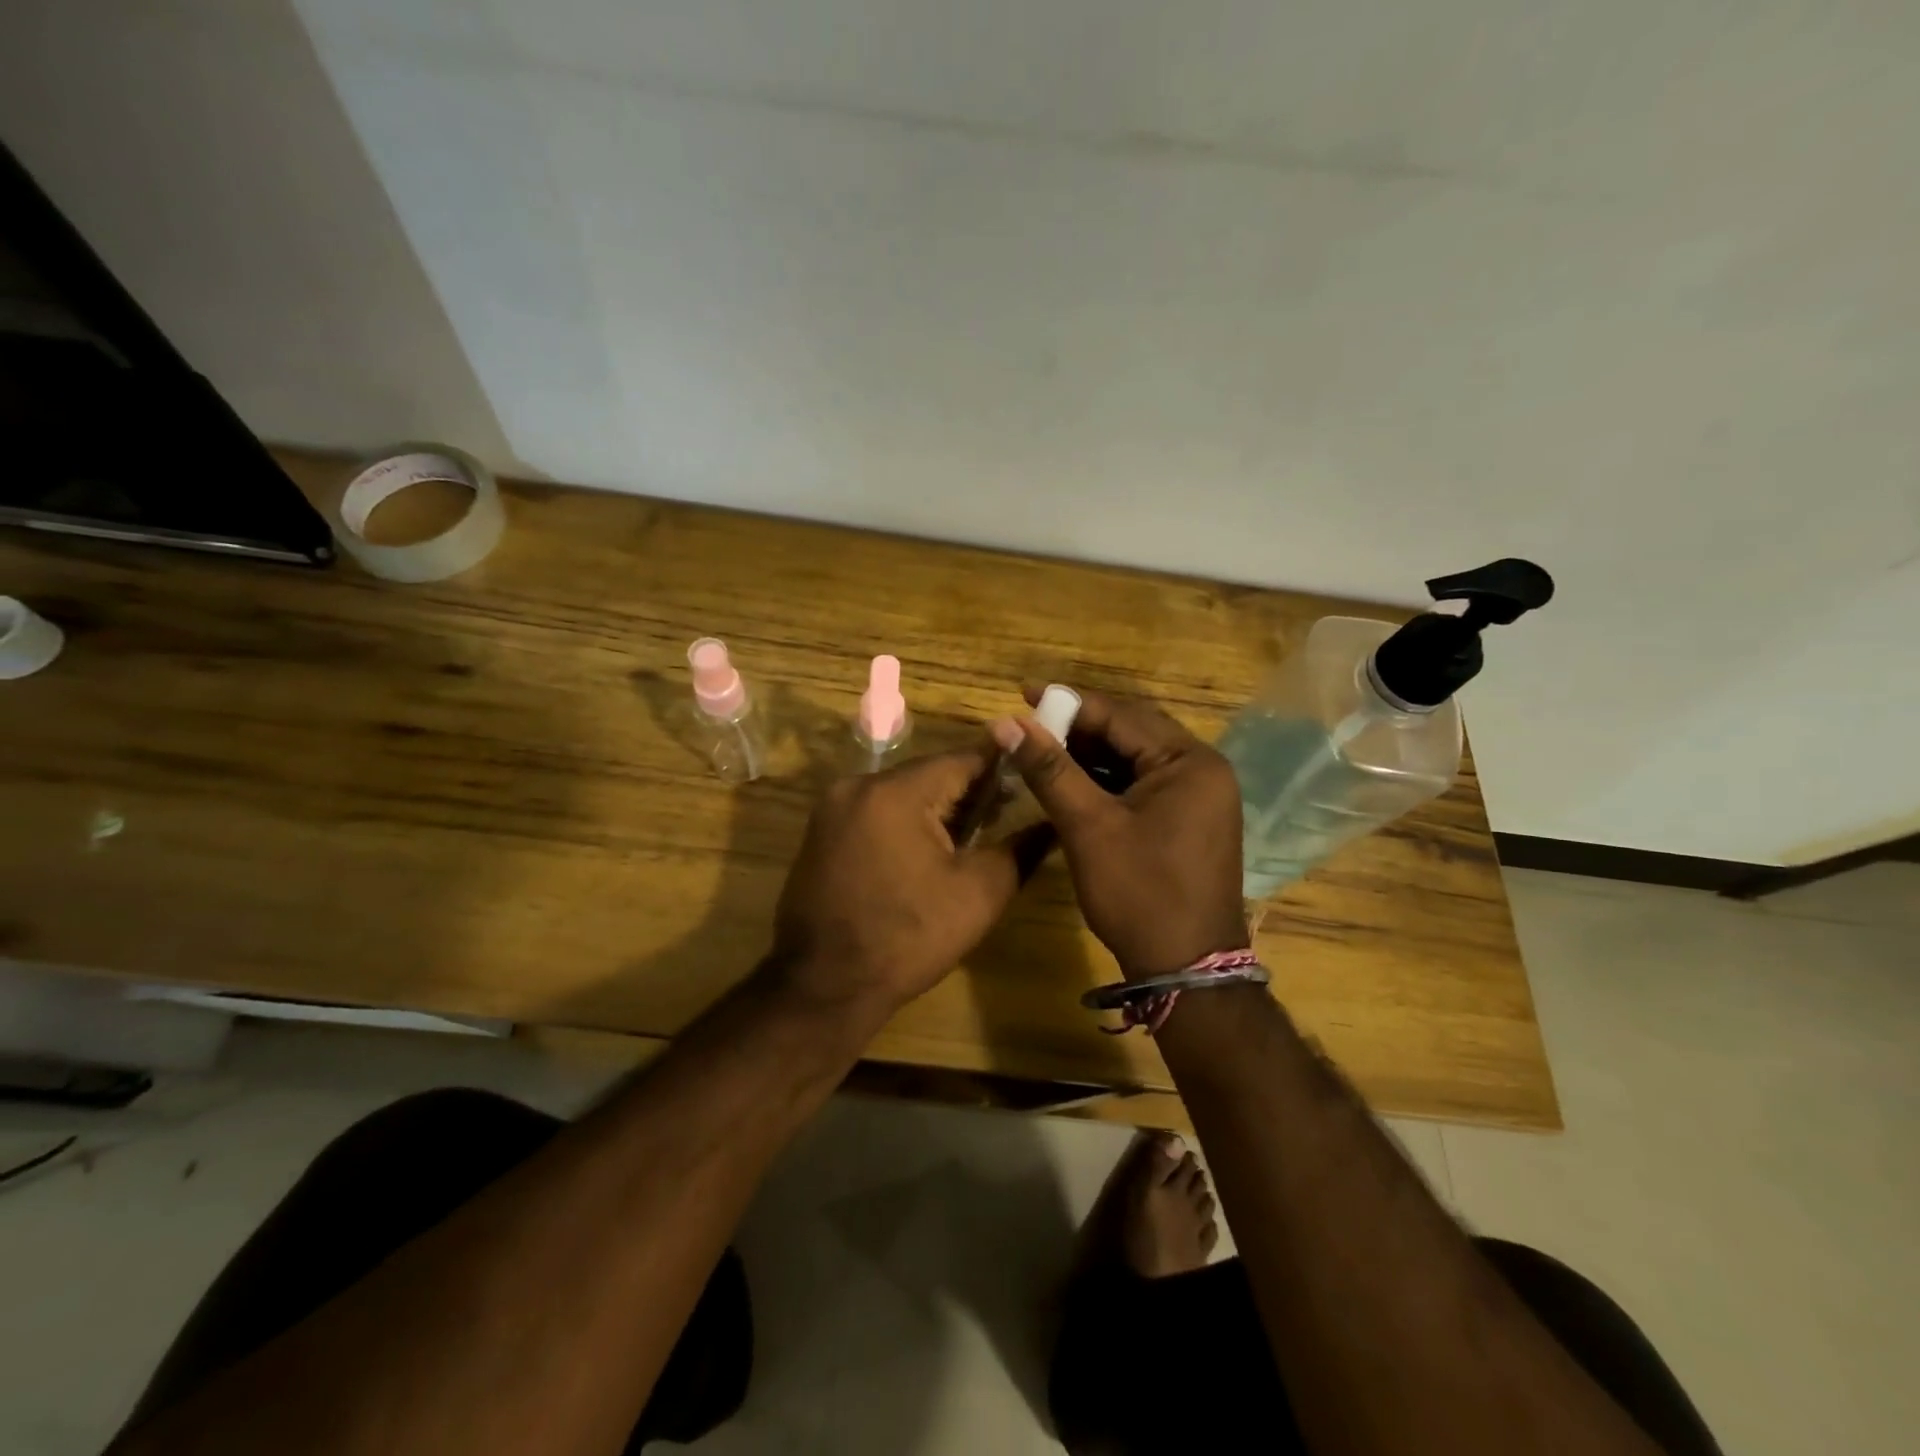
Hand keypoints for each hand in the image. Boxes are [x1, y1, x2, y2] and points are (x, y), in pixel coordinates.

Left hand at [769, 748, 1027, 1026]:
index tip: (1031, 781)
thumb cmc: (908, 939)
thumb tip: (1052, 824)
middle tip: (1006, 815)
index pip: (962, 759)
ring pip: (902, 792)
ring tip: (972, 836)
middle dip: (968, 792)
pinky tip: (927, 851)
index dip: (1001, 768)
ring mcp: (833, 808)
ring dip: (937, 808)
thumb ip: (1020, 850)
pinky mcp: (822, 831)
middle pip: (929, 774)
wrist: (824, 986)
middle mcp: (858, 785)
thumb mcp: (978, 894)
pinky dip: (905, 822)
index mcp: (895, 792)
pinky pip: (876, 811)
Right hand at [993, 687, 1248, 976]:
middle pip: (1131, 732)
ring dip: (1089, 754)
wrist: (1186, 970)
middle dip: (1078, 727)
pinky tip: (1069, 781)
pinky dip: (1105, 781)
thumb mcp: (1089, 827)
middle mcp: (1201, 770)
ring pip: (1134, 759)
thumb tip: (1007, 723)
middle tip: (1028, 722)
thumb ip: (1050, 770)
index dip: (1069, 703)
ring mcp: (1198, 797)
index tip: (1022, 692)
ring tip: (1040, 748)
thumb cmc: (1140, 894)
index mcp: (1189, 762)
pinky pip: (1141, 785)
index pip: (1122, 716)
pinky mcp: (1187, 820)